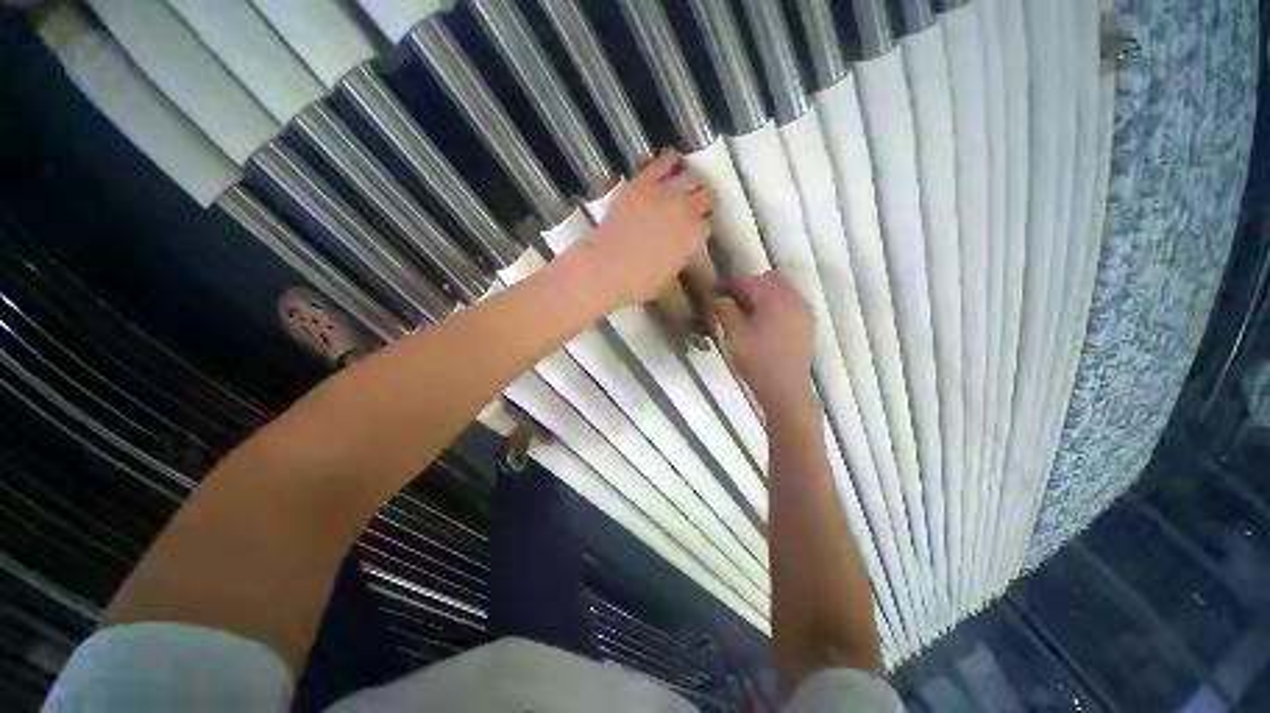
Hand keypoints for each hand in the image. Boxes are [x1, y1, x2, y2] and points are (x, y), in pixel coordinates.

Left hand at [584, 150, 713, 305]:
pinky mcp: (642, 182)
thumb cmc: (639, 282)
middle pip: (706, 196)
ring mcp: (664, 192)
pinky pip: (663, 162)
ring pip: (690, 177)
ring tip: (685, 187)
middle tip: (694, 208)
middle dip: (703, 203)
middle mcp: (686, 209)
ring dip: (690, 183)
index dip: (703, 226)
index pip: (709, 224)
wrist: (606, 267)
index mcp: (695, 235)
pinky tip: (672, 162)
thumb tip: (682, 259)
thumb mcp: (669, 281)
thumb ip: (680, 263)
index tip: (697, 230)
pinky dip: (670, 161)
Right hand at [708, 272, 814, 410]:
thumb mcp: (734, 334)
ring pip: (781, 293)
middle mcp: (795, 299)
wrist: (785, 390)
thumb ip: (724, 309)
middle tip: (734, 309)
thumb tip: (714, 295)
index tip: (720, 301)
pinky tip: (763, 328)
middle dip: (750, 290)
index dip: (732, 288)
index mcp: (777, 298)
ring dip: (763, 299)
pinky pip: (789, 306)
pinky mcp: (806, 326)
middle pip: (770, 281)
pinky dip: (775, 309)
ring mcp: (804, 312)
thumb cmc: (757, 361)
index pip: (751, 280)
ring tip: (747, 320)